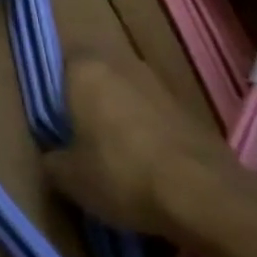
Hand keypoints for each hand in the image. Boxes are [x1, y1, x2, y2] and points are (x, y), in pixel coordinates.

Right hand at [43, 54, 237, 238]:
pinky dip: (145, 129)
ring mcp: (156, 81)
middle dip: (87, 99)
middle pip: (94, 75)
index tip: (53, 119)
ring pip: (125, 92)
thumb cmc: (121, 173)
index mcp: (83, 68)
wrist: (204, 194)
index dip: (54, 90)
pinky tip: (145, 161)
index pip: (58, 62)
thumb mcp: (69, 177)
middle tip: (78, 134)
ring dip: (118, 113)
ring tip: (112, 151)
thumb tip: (53, 156)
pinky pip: (151, 111)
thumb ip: (52, 159)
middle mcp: (119, 62)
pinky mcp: (186, 106)